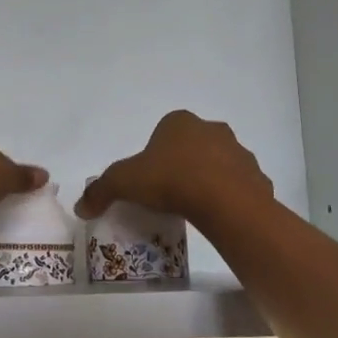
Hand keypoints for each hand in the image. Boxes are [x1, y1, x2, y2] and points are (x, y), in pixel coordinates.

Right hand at [75, 111, 272, 226]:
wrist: (223, 202)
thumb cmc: (170, 180)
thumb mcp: (123, 183)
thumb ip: (100, 191)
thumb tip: (80, 206)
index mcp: (180, 122)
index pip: (163, 132)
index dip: (154, 155)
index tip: (148, 179)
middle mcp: (212, 130)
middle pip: (192, 146)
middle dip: (182, 164)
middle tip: (168, 193)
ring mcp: (239, 152)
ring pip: (219, 165)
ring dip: (208, 180)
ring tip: (193, 207)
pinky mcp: (257, 178)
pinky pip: (239, 187)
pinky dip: (229, 198)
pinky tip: (216, 215)